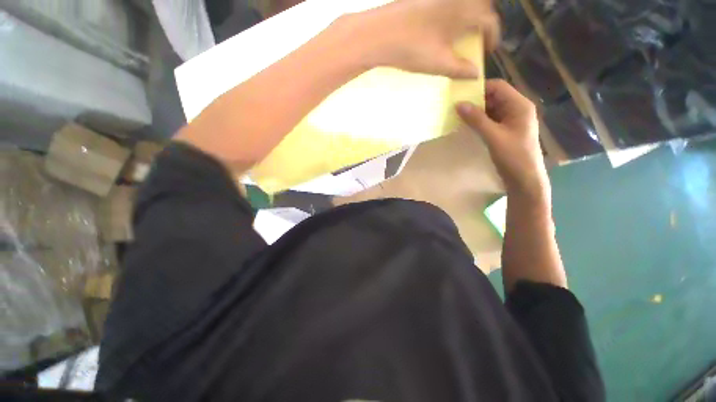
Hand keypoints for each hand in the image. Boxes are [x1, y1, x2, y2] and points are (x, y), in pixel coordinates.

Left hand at [358, 0, 499, 77]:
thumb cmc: (412, 49)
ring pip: (463, 4)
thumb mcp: (439, 63)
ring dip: (467, 17)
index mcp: (465, 10)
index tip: (488, 50)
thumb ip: (460, 69)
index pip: (490, 20)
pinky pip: (446, 4)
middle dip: (482, 22)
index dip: (493, 36)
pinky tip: (441, 28)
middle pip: (480, 6)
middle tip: (476, 39)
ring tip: (460, 35)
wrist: (378, 34)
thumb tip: (476, 73)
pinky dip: (451, 14)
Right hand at [456, 79, 549, 201]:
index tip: (459, 95)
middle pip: (494, 97)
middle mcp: (516, 109)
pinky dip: (479, 121)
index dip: (479, 88)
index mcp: (519, 105)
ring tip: (458, 115)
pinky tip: (467, 125)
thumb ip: (476, 120)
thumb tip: (458, 104)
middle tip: (455, 106)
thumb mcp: (493, 136)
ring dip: (476, 112)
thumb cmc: (513, 156)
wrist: (524, 179)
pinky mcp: (505, 130)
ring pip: (491, 109)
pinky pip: (490, 120)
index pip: (498, 87)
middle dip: (475, 100)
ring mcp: (511, 120)